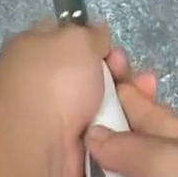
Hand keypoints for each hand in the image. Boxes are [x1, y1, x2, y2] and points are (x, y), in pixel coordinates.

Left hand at [0, 22, 130, 176]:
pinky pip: (106, 127)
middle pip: (91, 71)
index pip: (67, 37)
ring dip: (127, 96)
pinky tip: (139, 116)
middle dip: (117, 70)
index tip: (111, 46)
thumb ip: (91, 33)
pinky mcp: (76, 142)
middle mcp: (44, 82)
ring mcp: (59, 114)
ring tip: (145, 92)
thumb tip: (97, 33)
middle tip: (127, 73)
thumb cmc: (54, 81)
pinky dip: (123, 122)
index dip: (93, 38)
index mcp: (32, 50)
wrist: (41, 144)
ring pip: (104, 100)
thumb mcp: (75, 40)